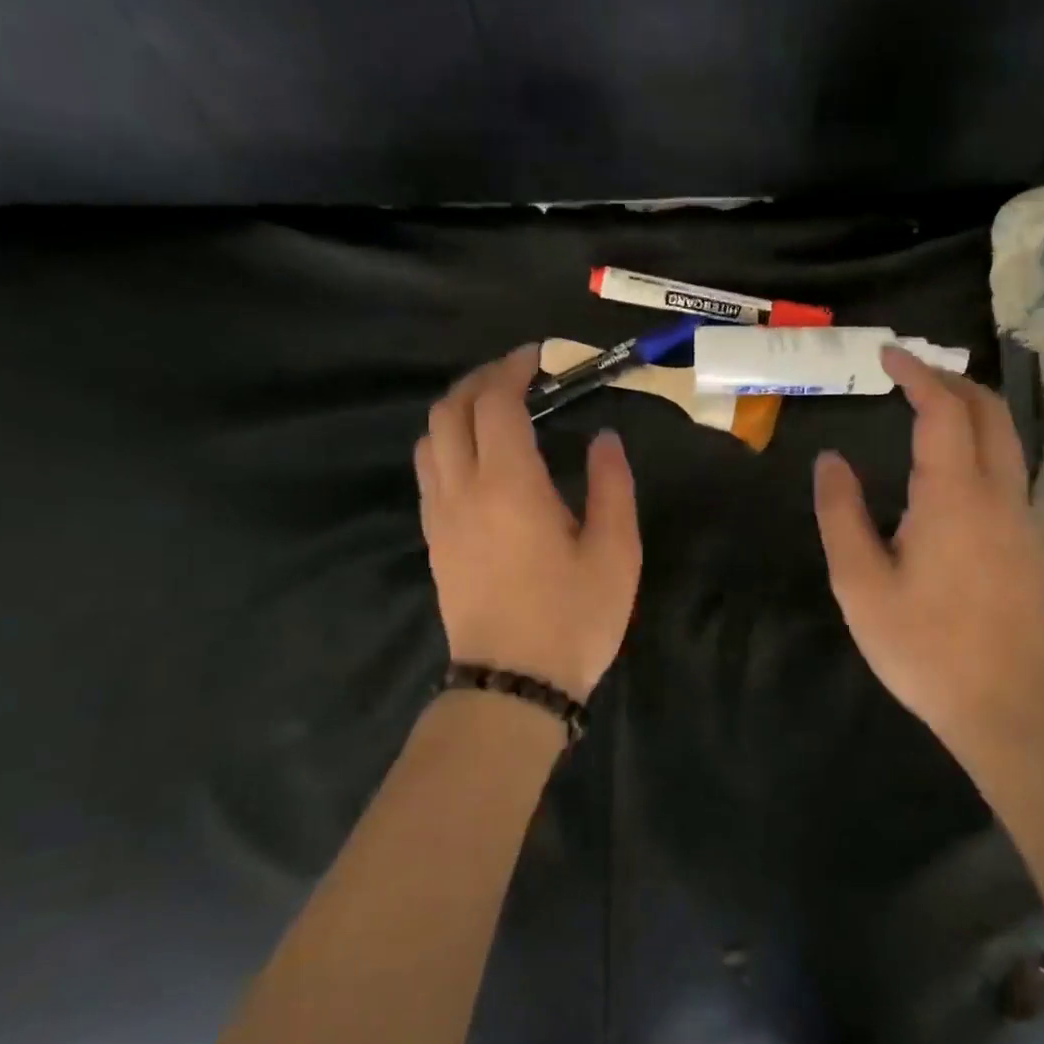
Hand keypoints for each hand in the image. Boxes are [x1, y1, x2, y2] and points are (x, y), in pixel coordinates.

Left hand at [415, 345, 640, 699]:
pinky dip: (448, 444)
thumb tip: (605, 440)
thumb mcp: (615, 552)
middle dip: (481, 380)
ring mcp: (440, 516)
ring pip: (429, 439)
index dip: (514, 369)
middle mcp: (462, 489)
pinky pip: (428, 471)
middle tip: (519, 376)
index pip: (496, 402)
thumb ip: (612, 486)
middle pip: (450, 409)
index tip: (540, 358)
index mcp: (509, 484)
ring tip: (497, 411)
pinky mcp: (434, 540)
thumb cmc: (573, 618)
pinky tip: (480, 459)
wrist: (512, 686)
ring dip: (458, 410)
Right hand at [813, 347, 1043, 747]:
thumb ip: (842, 514)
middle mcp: (997, 494)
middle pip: (989, 412)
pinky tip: (955, 470)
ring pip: (1008, 440)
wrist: (1006, 704)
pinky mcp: (1030, 543)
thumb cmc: (923, 645)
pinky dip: (984, 444)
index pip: (942, 411)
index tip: (888, 356)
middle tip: (911, 376)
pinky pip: (1011, 469)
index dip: (916, 375)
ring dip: (973, 411)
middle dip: (952, 381)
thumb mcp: (860, 583)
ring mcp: (1022, 518)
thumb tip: (831, 461)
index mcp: (952, 496)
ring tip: (932, 411)